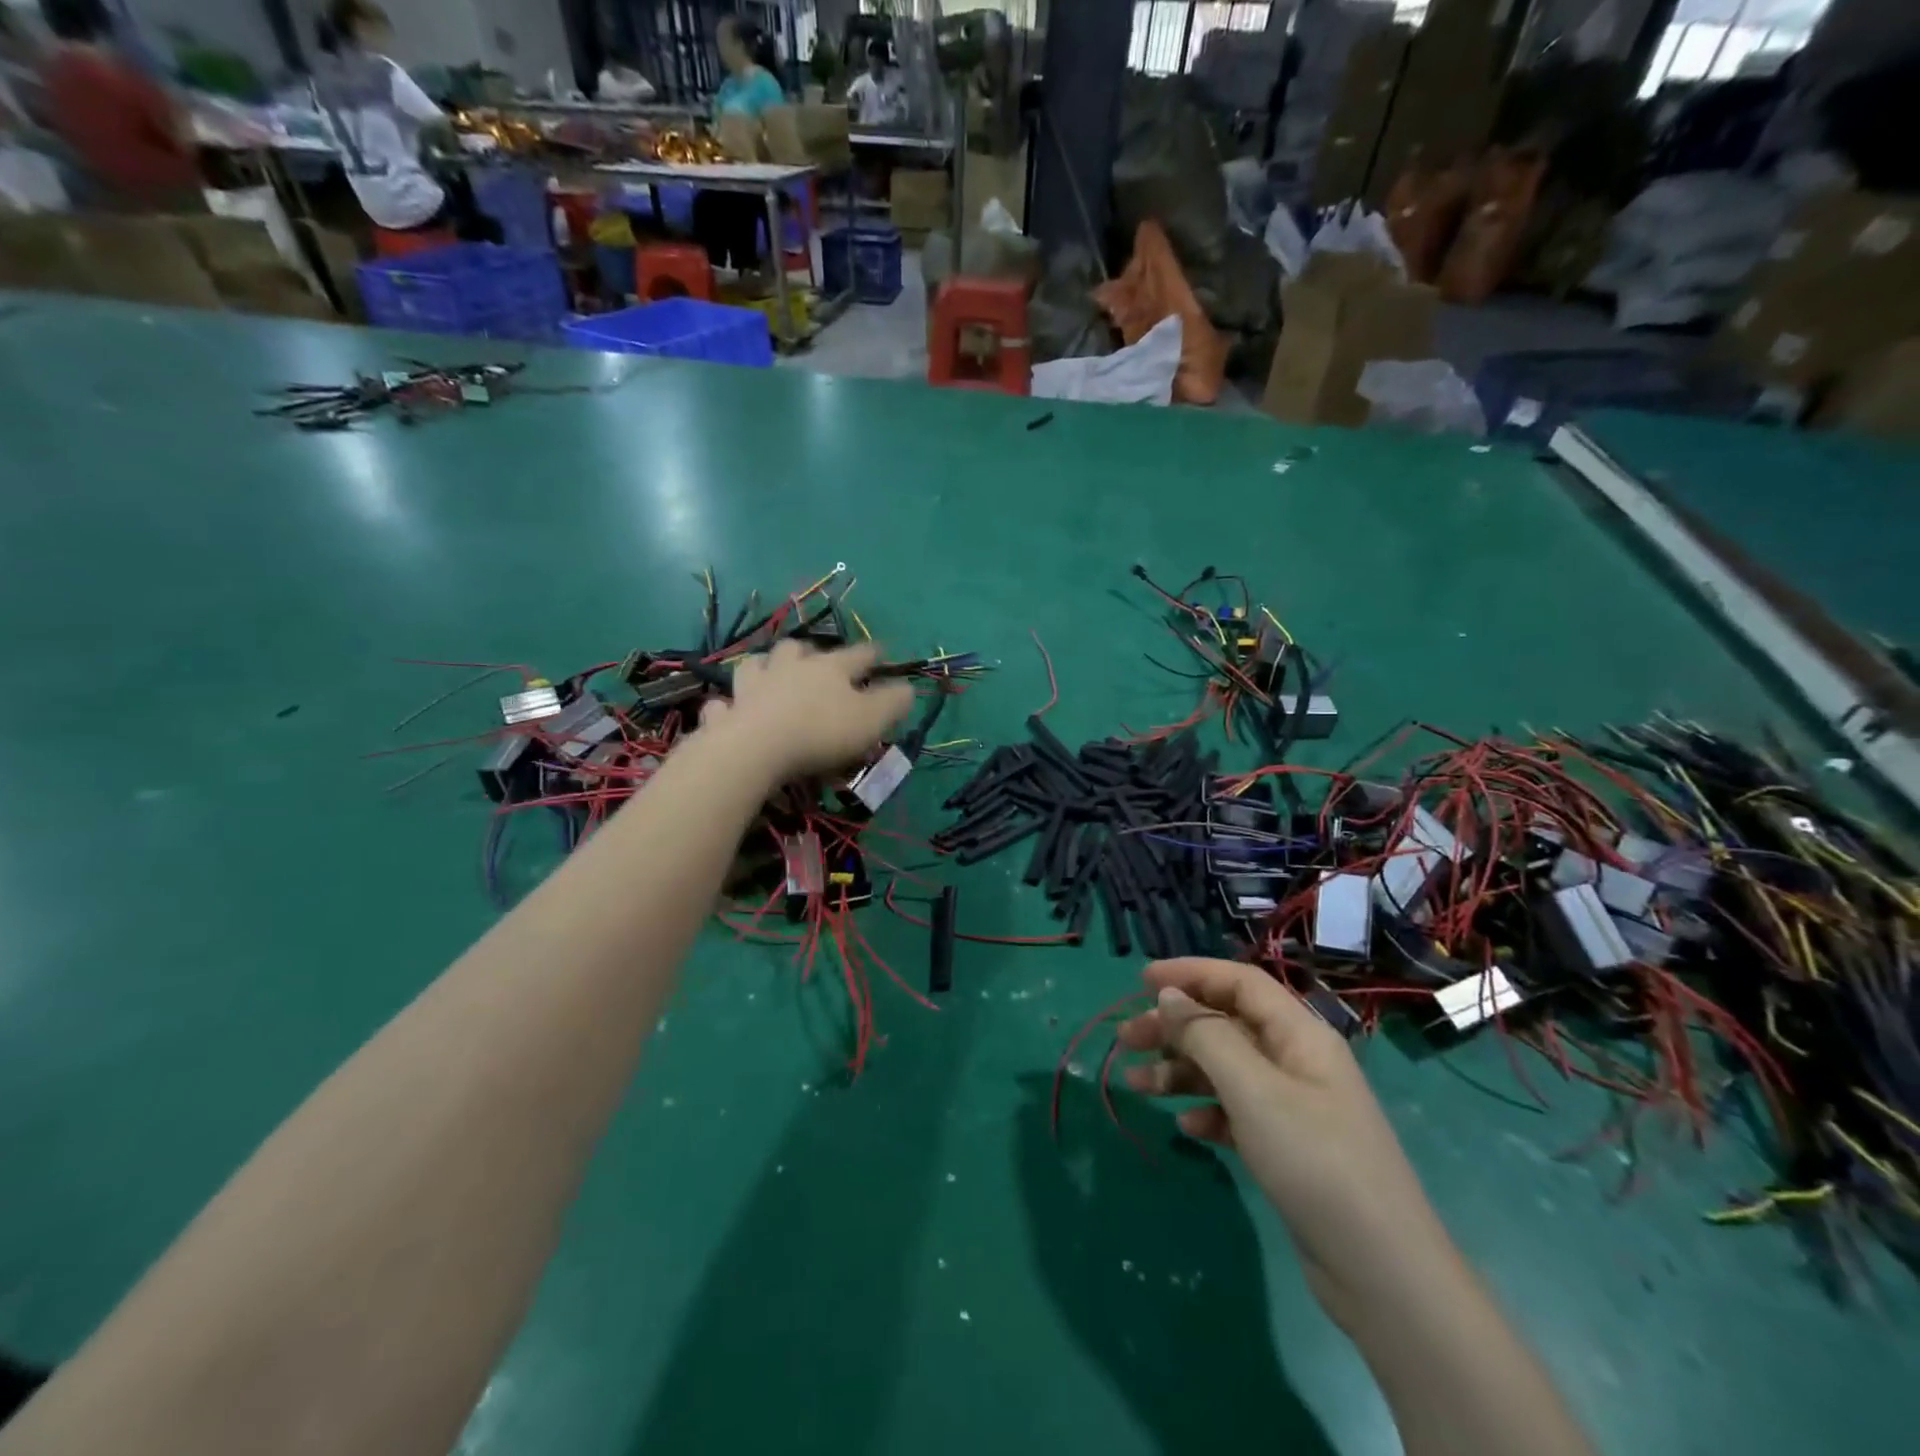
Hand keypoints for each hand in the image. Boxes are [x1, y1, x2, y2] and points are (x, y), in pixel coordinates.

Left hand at [701, 639, 913, 781]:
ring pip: (757, 665)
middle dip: (810, 653)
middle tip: (816, 664)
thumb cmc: (821, 732)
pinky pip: (725, 704)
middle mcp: (789, 668)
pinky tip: (733, 711)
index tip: (883, 654)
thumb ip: (893, 702)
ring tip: (771, 678)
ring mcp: (753, 687)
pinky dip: (730, 706)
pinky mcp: (727, 712)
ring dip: (765, 668)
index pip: (859, 654)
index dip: (874, 654)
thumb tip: (908, 688)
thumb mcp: (872, 719)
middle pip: (799, 649)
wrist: (757, 749)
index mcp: (829, 668)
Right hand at [1117, 958, 1453, 1329]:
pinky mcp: (1288, 1147)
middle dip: (1174, 1026)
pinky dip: (1207, 1111)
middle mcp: (1296, 1060)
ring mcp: (1294, 1106)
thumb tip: (1169, 994)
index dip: (1191, 973)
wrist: (1382, 1273)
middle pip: (1226, 1024)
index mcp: (1299, 1034)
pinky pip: (1237, 1112)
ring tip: (1136, 1084)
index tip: (1142, 980)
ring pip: (1225, 1069)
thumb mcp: (1253, 1090)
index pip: (1239, 982)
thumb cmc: (1314, 1161)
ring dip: (1180, 1071)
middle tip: (1125, 1038)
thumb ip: (1206, 1034)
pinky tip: (1187, 1127)